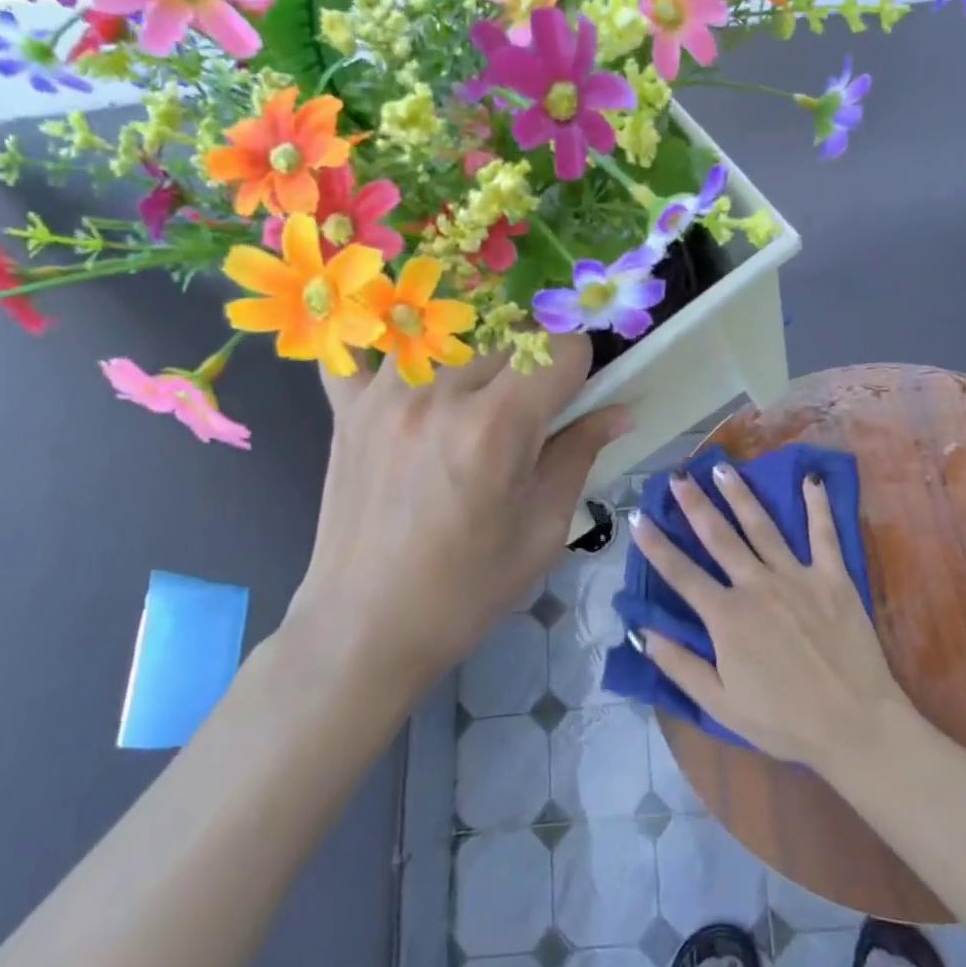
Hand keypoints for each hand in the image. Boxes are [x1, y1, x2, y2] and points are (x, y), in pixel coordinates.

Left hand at [284, 336, 628, 688]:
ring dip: (476, 359)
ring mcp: (385, 394)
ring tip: (473, 405)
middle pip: (511, 338)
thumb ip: (579, 456)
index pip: (561, 349)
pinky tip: (404, 374)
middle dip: (535, 366)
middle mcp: (440, 394)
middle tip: (530, 414)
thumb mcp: (543, 531)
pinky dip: (388, 354)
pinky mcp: (347, 408)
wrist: (365, 630)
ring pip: (453, 335)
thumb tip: (618, 412)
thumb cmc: (467, 590)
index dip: (582, 369)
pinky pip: (362, 351)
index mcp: (496, 428)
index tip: (577, 397)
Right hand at [628, 463, 912, 772]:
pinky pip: (823, 533)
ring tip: (723, 468)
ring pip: (762, 526)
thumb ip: (681, 666)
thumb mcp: (721, 705)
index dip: (655, 545)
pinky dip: (817, 505)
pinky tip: (812, 479)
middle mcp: (757, 585)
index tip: (637, 517)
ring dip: (740, 495)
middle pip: (719, 537)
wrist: (855, 724)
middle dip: (694, 504)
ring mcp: (797, 576)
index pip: (681, 574)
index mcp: (727, 617)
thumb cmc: (784, 720)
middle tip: (677, 476)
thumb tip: (644, 633)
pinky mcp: (832, 577)